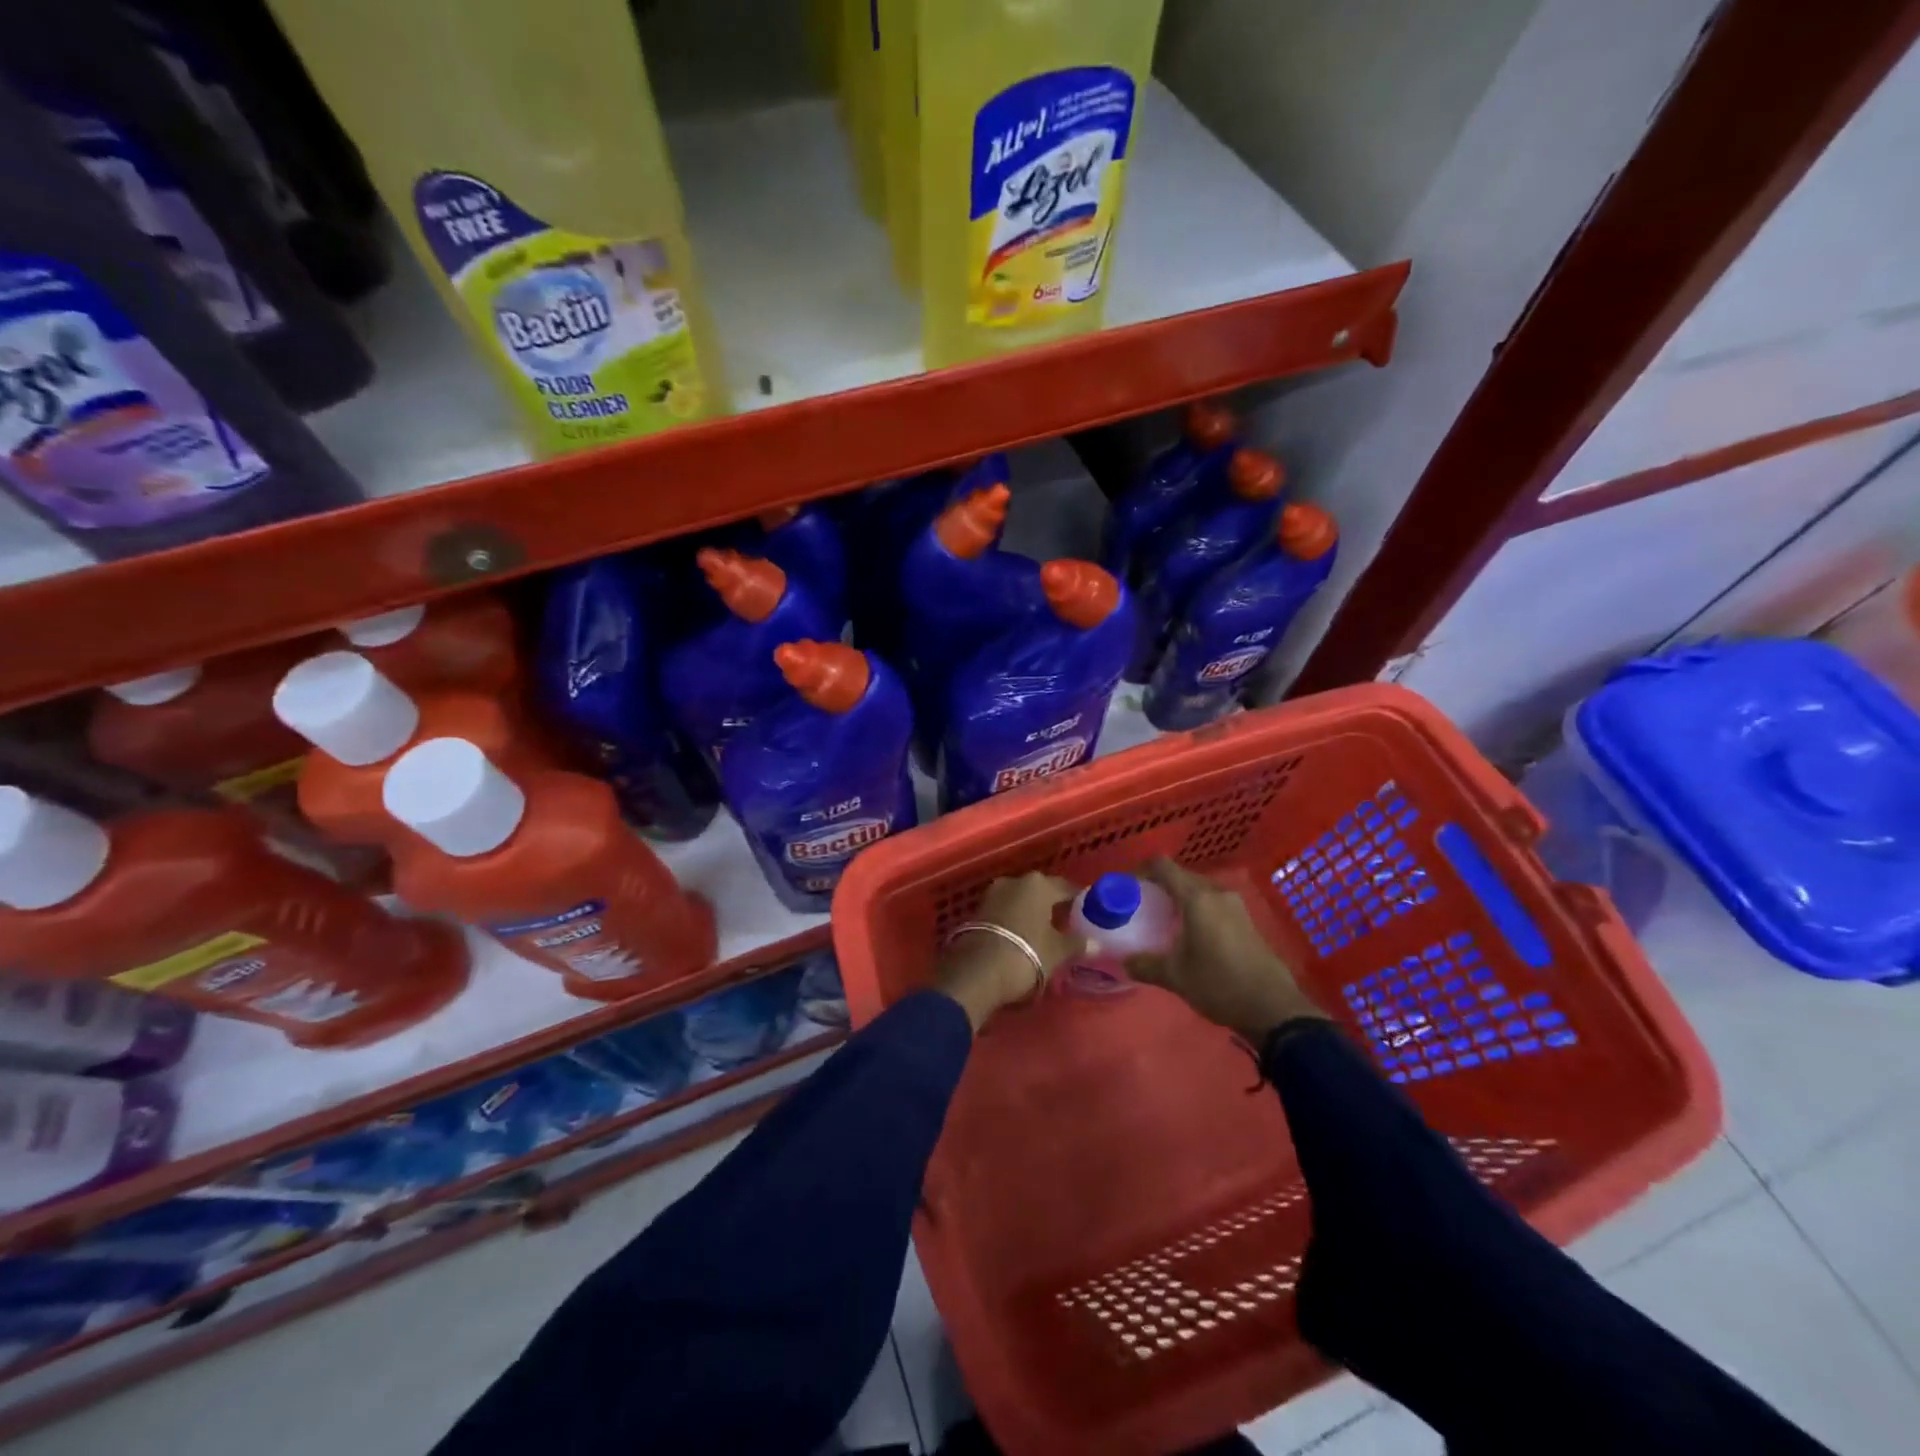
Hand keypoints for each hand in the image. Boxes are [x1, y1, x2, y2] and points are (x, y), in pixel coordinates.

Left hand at [935, 872, 1084, 1030]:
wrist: (975, 972)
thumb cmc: (1025, 955)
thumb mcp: (1057, 952)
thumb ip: (1077, 944)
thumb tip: (1094, 942)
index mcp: (1038, 884)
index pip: (1066, 888)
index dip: (1079, 901)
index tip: (1088, 914)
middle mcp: (1014, 881)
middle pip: (1041, 892)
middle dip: (1053, 906)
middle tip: (1067, 925)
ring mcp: (992, 894)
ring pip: (1020, 901)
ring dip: (1032, 913)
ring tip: (1044, 934)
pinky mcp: (976, 911)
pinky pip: (1004, 912)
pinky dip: (1015, 921)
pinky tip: (1022, 938)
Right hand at [1126, 858, 1323, 1039]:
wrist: (1274, 1008)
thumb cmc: (1219, 984)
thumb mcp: (1175, 977)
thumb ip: (1145, 964)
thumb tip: (1124, 961)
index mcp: (1197, 898)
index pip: (1162, 866)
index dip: (1140, 870)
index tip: (1126, 886)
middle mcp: (1216, 894)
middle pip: (1181, 876)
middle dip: (1158, 885)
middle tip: (1140, 905)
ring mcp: (1235, 906)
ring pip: (1199, 890)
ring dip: (1179, 898)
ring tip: (1162, 918)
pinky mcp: (1246, 921)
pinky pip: (1213, 903)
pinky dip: (1196, 909)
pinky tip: (1188, 932)